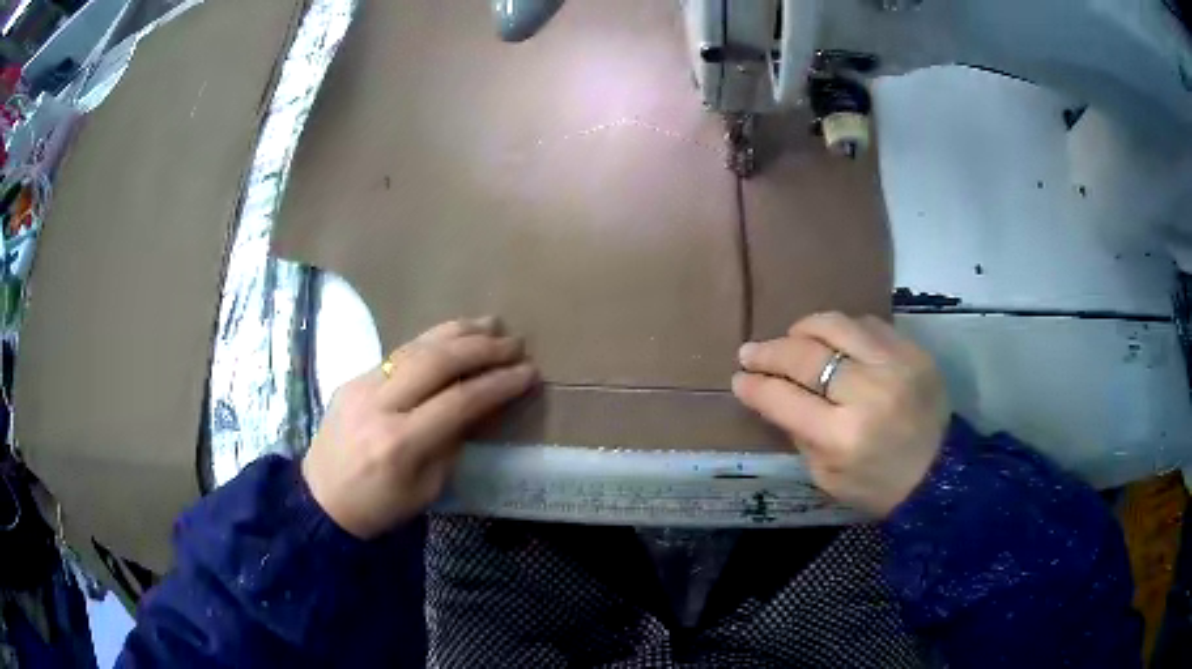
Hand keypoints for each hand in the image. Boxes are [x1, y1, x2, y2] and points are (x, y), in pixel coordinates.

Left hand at [302, 317, 537, 538]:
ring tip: (490, 324)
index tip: (528, 372)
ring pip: (415, 347)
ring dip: (457, 332)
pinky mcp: (353, 378)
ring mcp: (361, 386)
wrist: (320, 500)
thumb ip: (451, 445)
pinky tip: (452, 335)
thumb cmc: (379, 507)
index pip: (459, 401)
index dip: (498, 384)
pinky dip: (431, 341)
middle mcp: (379, 405)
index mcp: (400, 443)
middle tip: (514, 343)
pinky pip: (398, 353)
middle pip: (437, 362)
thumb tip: (474, 407)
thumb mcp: (426, 490)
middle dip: (482, 348)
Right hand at [732, 312, 949, 516]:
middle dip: (769, 352)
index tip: (739, 379)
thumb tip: (774, 396)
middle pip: (806, 355)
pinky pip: (867, 323)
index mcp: (842, 437)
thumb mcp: (827, 479)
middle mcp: (868, 392)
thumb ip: (799, 436)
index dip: (755, 386)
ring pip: (835, 325)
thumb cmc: (878, 486)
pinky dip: (842, 329)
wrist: (940, 475)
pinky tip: (833, 341)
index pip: (784, 398)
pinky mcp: (912, 350)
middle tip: (750, 352)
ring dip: (803, 329)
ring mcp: (894, 364)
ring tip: (791, 338)